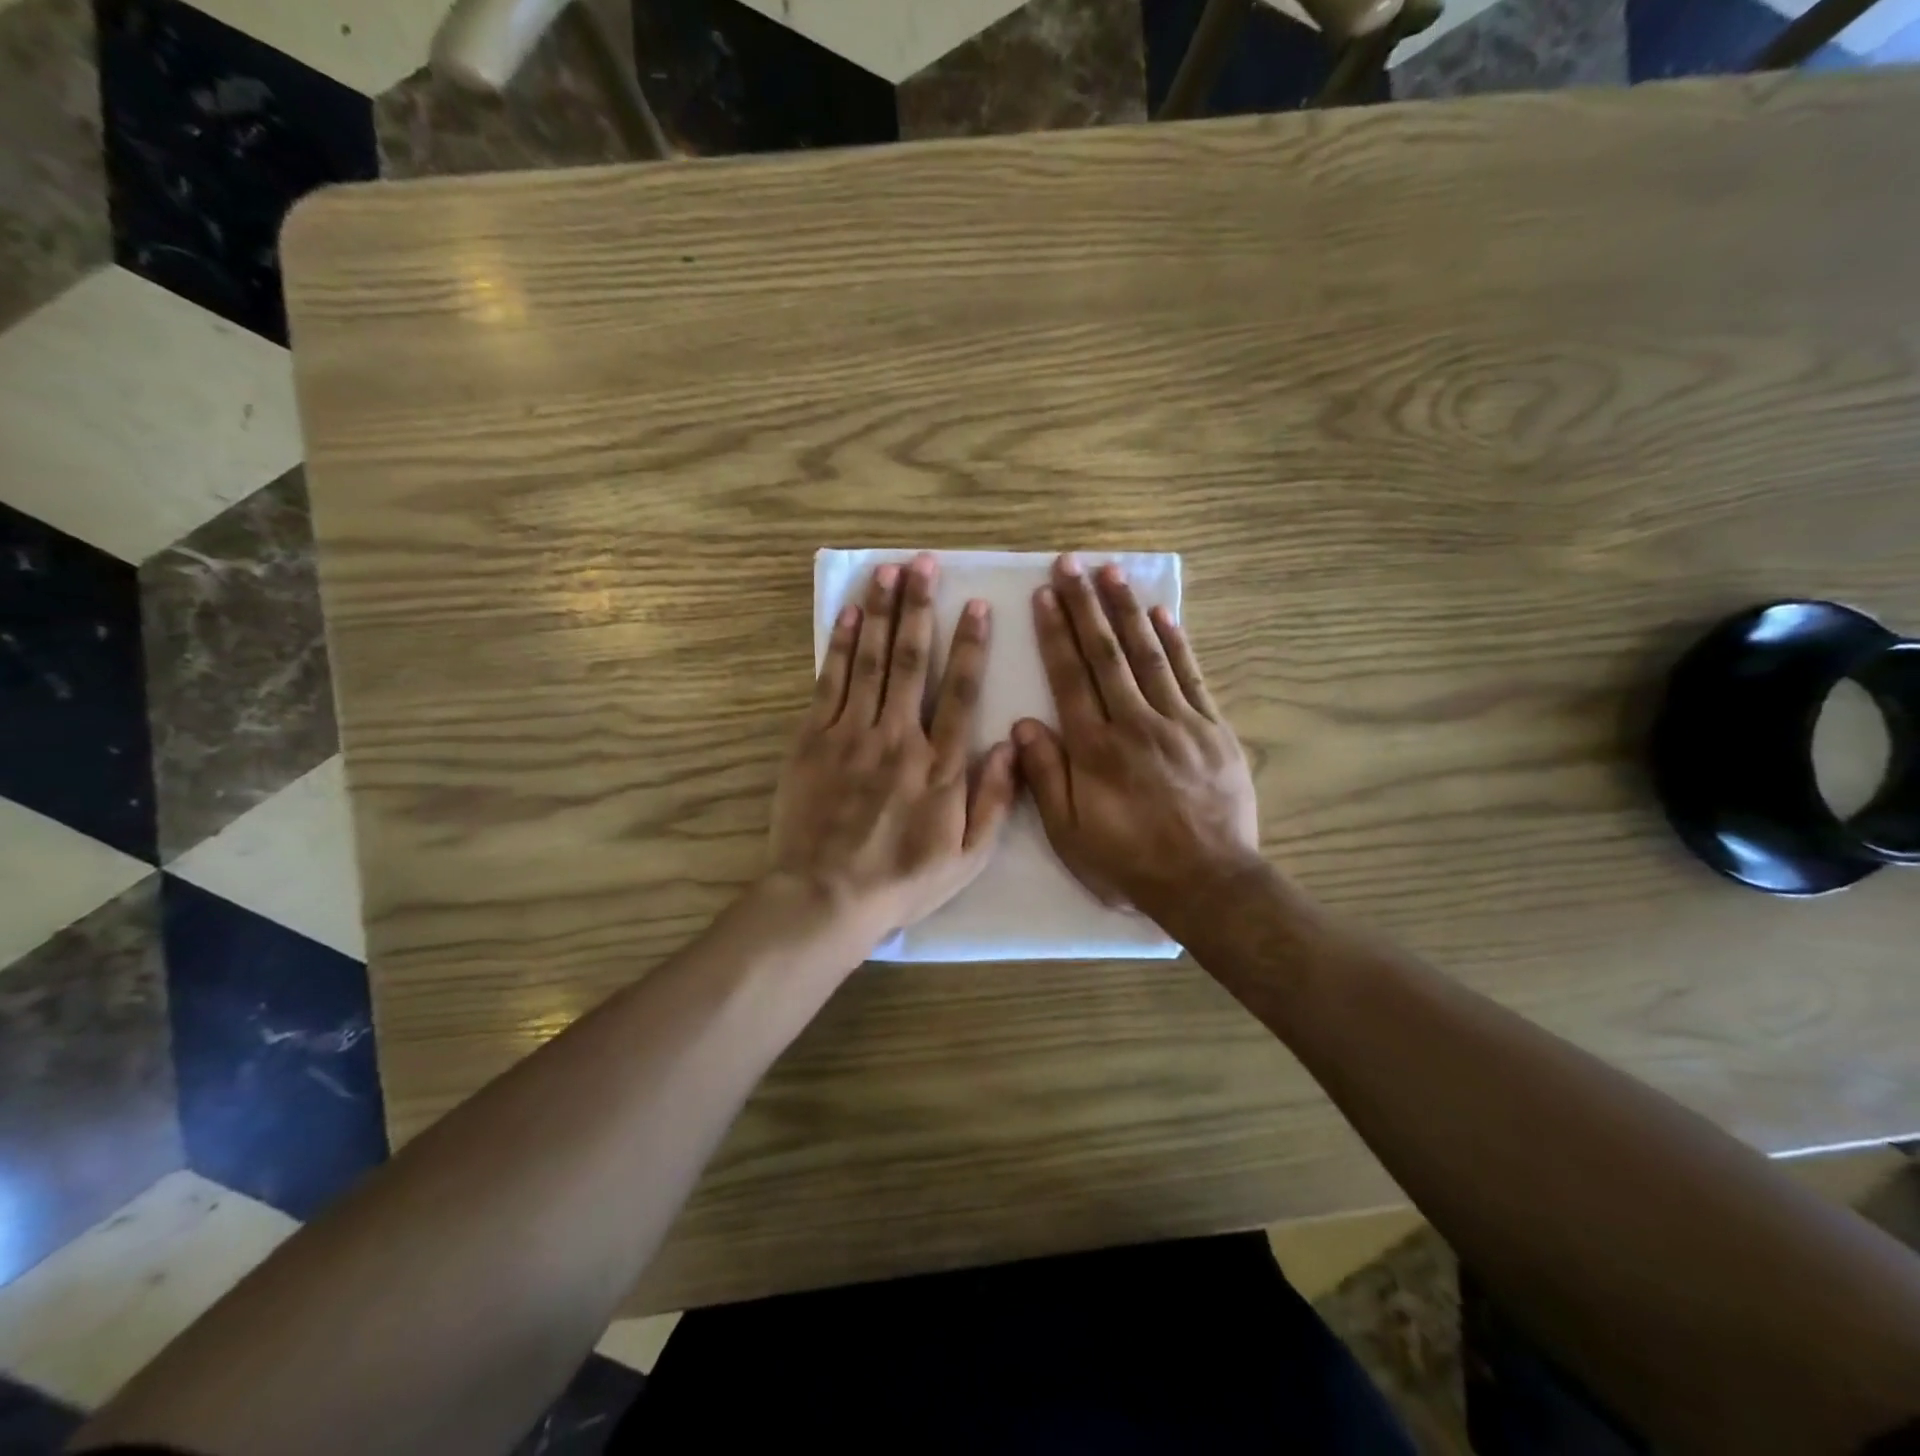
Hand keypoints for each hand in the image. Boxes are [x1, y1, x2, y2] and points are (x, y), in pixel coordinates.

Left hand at [769, 554, 1017, 949]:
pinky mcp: (813, 740)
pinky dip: (839, 645)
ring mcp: (852, 735)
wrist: (826, 896)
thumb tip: (1012, 745)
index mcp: (940, 765)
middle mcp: (899, 737)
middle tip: (924, 565)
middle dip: (920, 608)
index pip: (960, 692)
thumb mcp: (966, 856)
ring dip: (880, 612)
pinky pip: (830, 683)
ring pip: (869, 661)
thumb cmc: (902, 880)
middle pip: (911, 662)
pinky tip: (847, 614)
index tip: (976, 606)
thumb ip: (994, 800)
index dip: (970, 646)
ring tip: (888, 572)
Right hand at [1014, 555, 1260, 924]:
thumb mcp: (1070, 833)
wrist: (1207, 882)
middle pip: (1106, 654)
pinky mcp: (1213, 729)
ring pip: (1148, 655)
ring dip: (1127, 611)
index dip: (1055, 634)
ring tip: (1112, 573)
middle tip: (1072, 564)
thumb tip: (1022, 725)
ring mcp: (1179, 722)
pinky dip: (1177, 643)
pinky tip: (1163, 614)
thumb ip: (1046, 776)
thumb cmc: (1129, 862)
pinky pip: (1192, 677)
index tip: (1045, 596)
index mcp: (1096, 749)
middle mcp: (1135, 723)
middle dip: (1086, 606)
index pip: (1070, 678)